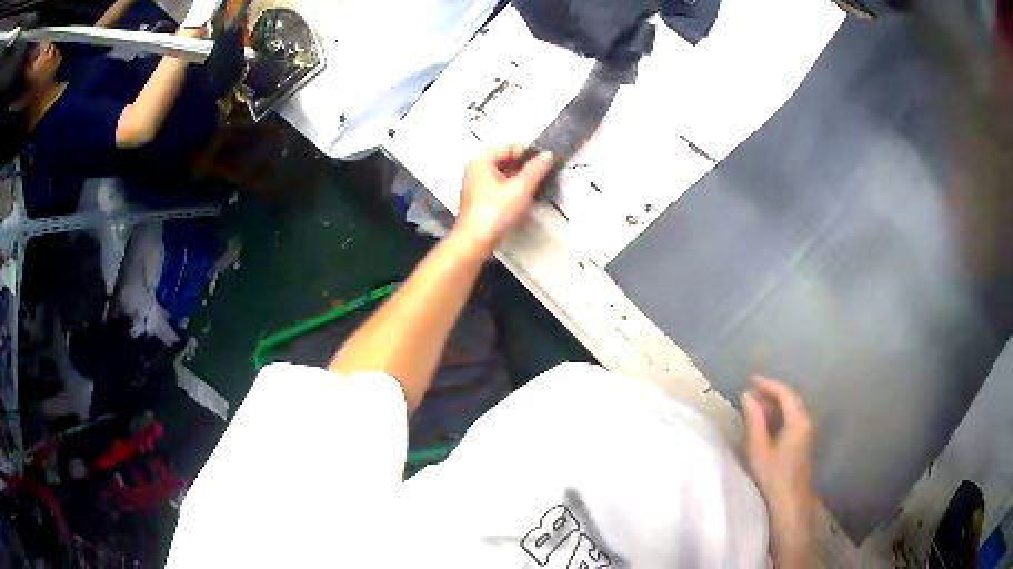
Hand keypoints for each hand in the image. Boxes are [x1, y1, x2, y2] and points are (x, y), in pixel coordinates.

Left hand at [455, 145, 554, 250]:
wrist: (474, 242)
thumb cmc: (495, 213)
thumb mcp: (520, 189)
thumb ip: (536, 169)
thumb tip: (548, 155)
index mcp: (481, 161)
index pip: (509, 147)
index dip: (528, 153)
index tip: (544, 163)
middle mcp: (476, 170)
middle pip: (505, 160)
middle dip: (525, 166)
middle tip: (543, 175)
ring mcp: (476, 185)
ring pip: (503, 174)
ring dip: (520, 179)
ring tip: (537, 187)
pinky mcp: (479, 200)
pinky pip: (499, 186)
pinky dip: (512, 189)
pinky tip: (524, 198)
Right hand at [741, 376, 814, 568]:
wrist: (789, 503)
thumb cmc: (772, 477)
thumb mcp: (758, 449)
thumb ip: (754, 420)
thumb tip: (747, 396)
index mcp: (797, 421)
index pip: (784, 393)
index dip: (767, 384)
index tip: (750, 380)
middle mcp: (806, 422)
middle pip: (790, 399)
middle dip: (771, 393)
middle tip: (750, 394)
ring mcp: (807, 433)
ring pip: (792, 410)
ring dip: (775, 405)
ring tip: (755, 407)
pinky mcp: (803, 443)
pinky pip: (792, 419)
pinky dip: (779, 416)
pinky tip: (766, 424)